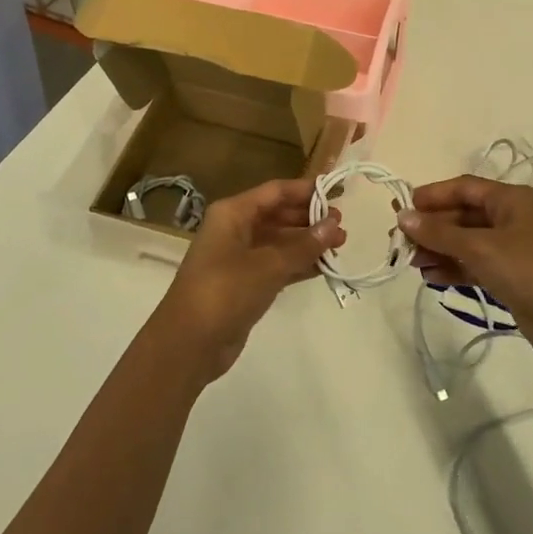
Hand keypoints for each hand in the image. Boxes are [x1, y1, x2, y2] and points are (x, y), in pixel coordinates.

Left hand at [153, 178, 344, 379]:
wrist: (189, 343)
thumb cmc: (224, 291)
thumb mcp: (268, 265)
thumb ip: (304, 245)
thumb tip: (334, 224)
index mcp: (233, 214)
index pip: (275, 192)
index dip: (306, 190)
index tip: (338, 192)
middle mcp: (235, 230)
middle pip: (278, 215)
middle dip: (310, 219)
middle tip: (343, 226)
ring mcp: (239, 258)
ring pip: (280, 242)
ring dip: (308, 243)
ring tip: (341, 245)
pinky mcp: (245, 284)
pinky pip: (278, 265)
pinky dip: (299, 264)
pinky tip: (324, 267)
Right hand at [399, 176, 532, 367]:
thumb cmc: (527, 269)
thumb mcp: (479, 247)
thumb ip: (438, 232)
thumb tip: (403, 216)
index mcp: (511, 199)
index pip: (464, 187)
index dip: (433, 195)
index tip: (404, 208)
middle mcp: (512, 218)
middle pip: (463, 215)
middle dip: (432, 228)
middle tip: (401, 242)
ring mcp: (513, 249)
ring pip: (467, 242)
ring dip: (439, 250)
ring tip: (413, 263)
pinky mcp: (512, 277)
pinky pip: (475, 265)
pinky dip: (454, 269)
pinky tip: (431, 278)